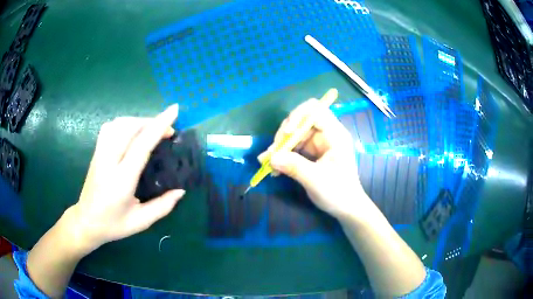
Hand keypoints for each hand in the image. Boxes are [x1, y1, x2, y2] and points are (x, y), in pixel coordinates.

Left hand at [68, 105, 184, 253]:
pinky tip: (131, 132)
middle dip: (151, 122)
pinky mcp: (96, 152)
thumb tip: (181, 190)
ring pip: (118, 124)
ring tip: (151, 129)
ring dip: (138, 121)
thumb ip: (162, 207)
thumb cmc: (113, 224)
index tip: (174, 111)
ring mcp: (100, 154)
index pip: (141, 145)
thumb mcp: (141, 222)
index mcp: (122, 180)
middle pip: (129, 127)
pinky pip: (110, 128)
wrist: (86, 222)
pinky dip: (124, 123)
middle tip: (168, 131)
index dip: (159, 126)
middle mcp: (109, 161)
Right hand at [259, 99, 372, 219]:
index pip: (316, 110)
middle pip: (302, 121)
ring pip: (296, 134)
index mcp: (335, 134)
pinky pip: (296, 147)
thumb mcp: (315, 180)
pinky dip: (285, 154)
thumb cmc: (338, 192)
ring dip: (282, 145)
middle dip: (285, 134)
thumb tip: (271, 157)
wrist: (347, 208)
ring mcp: (320, 143)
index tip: (286, 133)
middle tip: (272, 152)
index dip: (298, 116)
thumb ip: (293, 166)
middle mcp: (327, 134)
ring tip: (268, 160)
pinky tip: (275, 167)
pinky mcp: (314, 152)